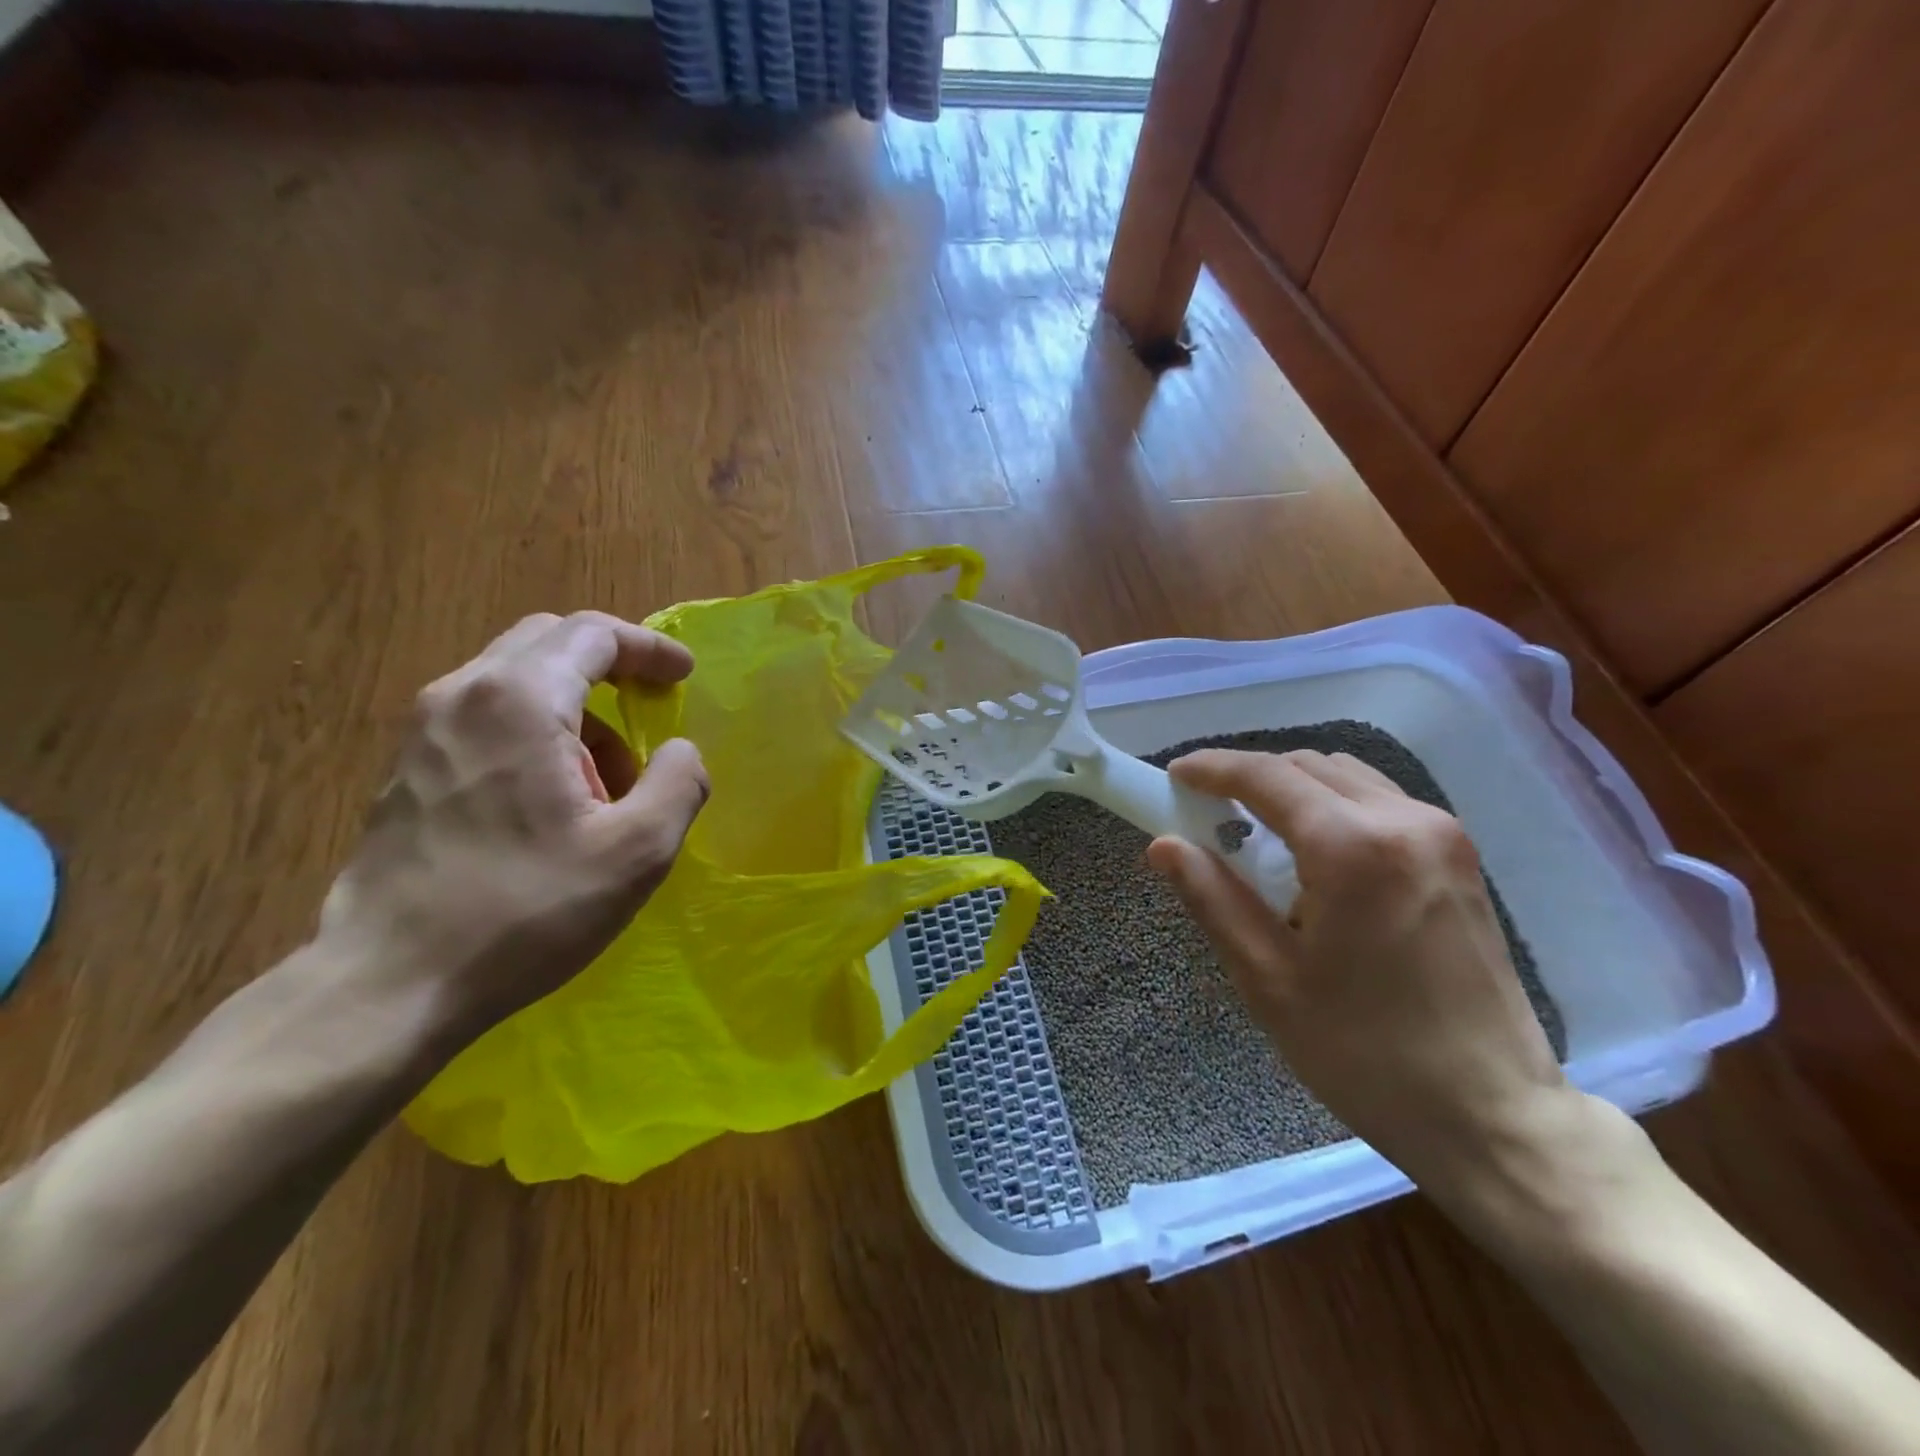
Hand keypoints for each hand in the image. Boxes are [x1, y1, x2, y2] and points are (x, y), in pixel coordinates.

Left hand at [318, 611, 708, 1044]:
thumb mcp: (638, 851)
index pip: (593, 634)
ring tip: (607, 780)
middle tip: (651, 707)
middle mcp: (462, 695)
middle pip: (549, 642)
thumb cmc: (526, 910)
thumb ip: (678, 782)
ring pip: (516, 681)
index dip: (649, 648)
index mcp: (520, 701)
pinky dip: (536, 732)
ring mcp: (423, 731)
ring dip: (576, 709)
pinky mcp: (406, 769)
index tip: (685, 676)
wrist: (388, 985)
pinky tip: (553, 800)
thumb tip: (679, 751)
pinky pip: (486, 718)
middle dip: (610, 667)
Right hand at [1147, 749, 1573, 1203]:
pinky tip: (1314, 854)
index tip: (1173, 776)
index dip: (1212, 769)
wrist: (1494, 1114)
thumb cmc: (1366, 1053)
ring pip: (1345, 777)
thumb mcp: (1268, 979)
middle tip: (1207, 814)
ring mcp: (1442, 835)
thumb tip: (1163, 845)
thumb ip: (1212, 898)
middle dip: (1249, 778)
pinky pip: (1379, 801)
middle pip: (1306, 766)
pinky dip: (1332, 806)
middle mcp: (1404, 821)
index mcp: (1353, 849)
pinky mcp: (1459, 857)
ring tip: (1257, 834)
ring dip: (1292, 789)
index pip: (1266, 777)